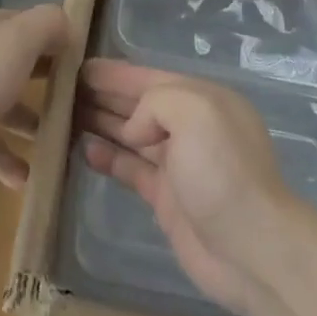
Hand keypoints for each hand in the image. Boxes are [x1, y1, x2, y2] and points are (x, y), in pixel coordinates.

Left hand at [0, 4, 69, 187]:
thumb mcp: (19, 39)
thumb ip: (49, 24)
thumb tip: (69, 28)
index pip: (34, 26)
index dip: (61, 41)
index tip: (89, 67)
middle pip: (23, 65)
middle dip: (52, 83)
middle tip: (84, 107)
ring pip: (8, 105)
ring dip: (34, 123)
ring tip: (64, 144)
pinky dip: (8, 159)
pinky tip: (28, 178)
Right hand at [77, 59, 296, 315]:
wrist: (253, 249)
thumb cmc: (224, 171)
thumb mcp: (194, 112)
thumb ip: (155, 102)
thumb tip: (133, 129)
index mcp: (202, 99)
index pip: (151, 77)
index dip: (116, 73)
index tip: (79, 66)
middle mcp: (191, 127)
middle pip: (140, 105)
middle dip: (105, 95)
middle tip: (63, 88)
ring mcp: (179, 164)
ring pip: (133, 135)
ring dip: (102, 123)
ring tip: (65, 114)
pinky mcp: (167, 199)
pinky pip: (132, 168)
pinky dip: (109, 157)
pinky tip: (85, 150)